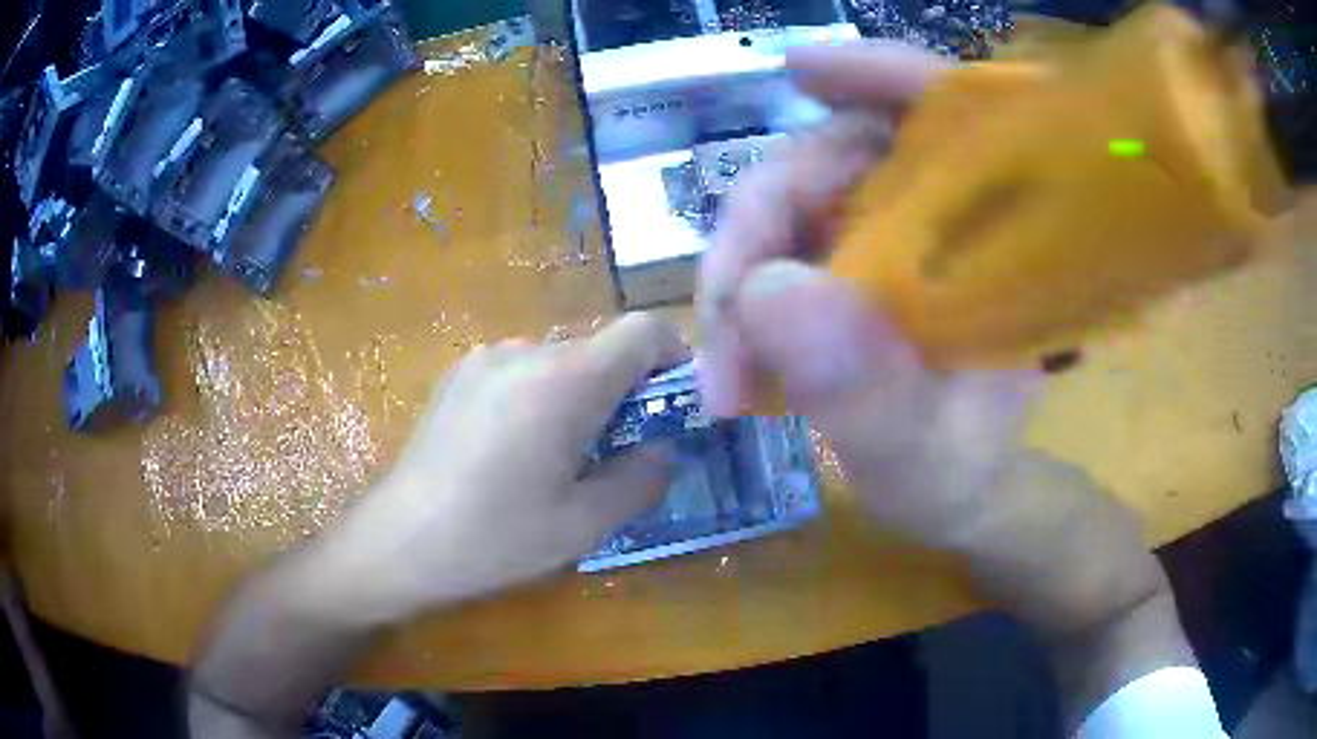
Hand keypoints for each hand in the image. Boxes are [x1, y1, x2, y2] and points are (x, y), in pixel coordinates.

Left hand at [307, 313, 685, 624]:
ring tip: (555, 459)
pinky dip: (539, 398)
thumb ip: (641, 478)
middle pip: (600, 349)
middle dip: (623, 392)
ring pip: (560, 362)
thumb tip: (662, 450)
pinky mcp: (458, 374)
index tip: (670, 407)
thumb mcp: (584, 524)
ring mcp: (485, 358)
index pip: (643, 330)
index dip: (673, 359)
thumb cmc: (495, 538)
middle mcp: (525, 351)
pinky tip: (511, 452)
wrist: (398, 541)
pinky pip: (521, 371)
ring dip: (578, 398)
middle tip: (613, 454)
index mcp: (564, 380)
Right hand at [697, 43, 1036, 546]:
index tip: (800, 71)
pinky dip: (748, 290)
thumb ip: (866, 389)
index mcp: (1003, 239)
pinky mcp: (854, 255)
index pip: (955, 115)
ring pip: (797, 199)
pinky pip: (787, 240)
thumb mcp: (924, 454)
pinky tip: (733, 354)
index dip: (880, 75)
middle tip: (725, 327)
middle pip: (842, 154)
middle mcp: (949, 213)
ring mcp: (894, 229)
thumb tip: (766, 295)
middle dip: (763, 226)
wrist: (953, 497)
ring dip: (742, 273)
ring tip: (726, 373)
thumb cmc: (959, 476)